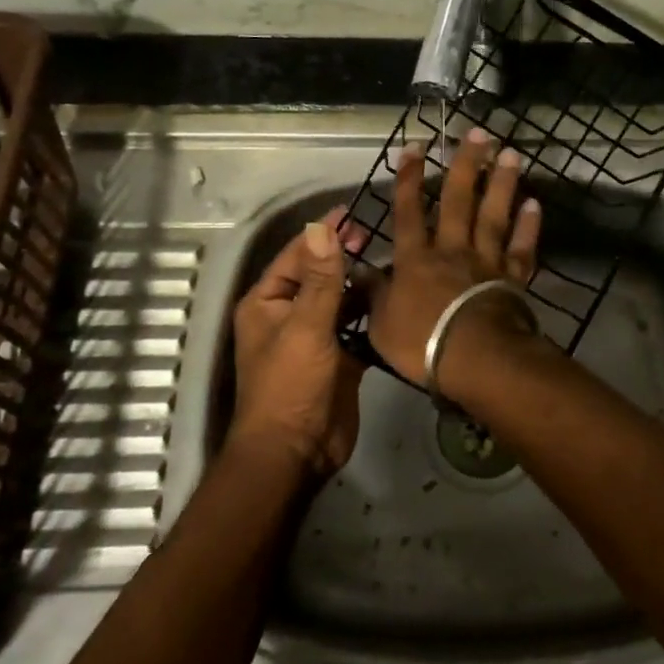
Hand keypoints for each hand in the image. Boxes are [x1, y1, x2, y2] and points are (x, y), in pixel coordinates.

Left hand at [230, 206, 367, 476]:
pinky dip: (371, 312)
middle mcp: (289, 314)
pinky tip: (396, 298)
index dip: (322, 234)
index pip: (296, 256)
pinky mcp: (339, 358)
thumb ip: (319, 279)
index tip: (352, 211)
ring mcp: (315, 337)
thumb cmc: (291, 385)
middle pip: (319, 275)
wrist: (297, 452)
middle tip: (377, 234)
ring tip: (393, 261)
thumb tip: (322, 228)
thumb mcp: (305, 327)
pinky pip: (355, 326)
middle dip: (344, 255)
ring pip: (340, 299)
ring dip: (360, 283)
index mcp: (268, 303)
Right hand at [362, 129, 541, 390]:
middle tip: (479, 133)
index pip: (408, 211)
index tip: (417, 146)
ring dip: (502, 183)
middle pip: (460, 200)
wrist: (475, 359)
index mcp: (415, 259)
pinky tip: (534, 204)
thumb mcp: (381, 324)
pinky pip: (522, 248)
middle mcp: (452, 250)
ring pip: (494, 215)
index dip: (410, 178)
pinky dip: (529, 226)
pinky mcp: (513, 278)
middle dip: (467, 165)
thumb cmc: (422, 344)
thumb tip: (359, 272)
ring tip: (511, 153)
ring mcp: (486, 262)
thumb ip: (374, 294)